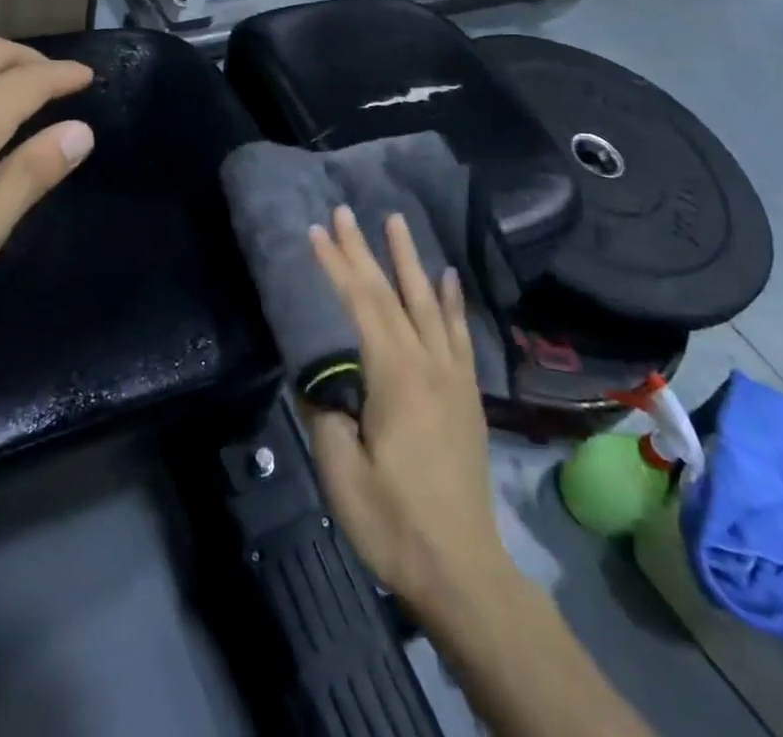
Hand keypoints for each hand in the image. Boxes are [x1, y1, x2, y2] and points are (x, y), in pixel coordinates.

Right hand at [305, 206, 510, 620]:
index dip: (336, 265)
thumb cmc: (394, 522)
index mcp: (395, 376)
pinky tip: (448, 278)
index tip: (316, 231)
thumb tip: (318, 378)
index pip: (361, 304)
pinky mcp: (467, 394)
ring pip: (429, 302)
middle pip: (392, 293)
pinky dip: (453, 300)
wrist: (463, 570)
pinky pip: (460, 334)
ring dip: (410, 259)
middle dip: (365, 250)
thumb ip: (326, 414)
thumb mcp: (342, 473)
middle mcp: (428, 363)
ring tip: (397, 221)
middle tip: (345, 211)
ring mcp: (453, 376)